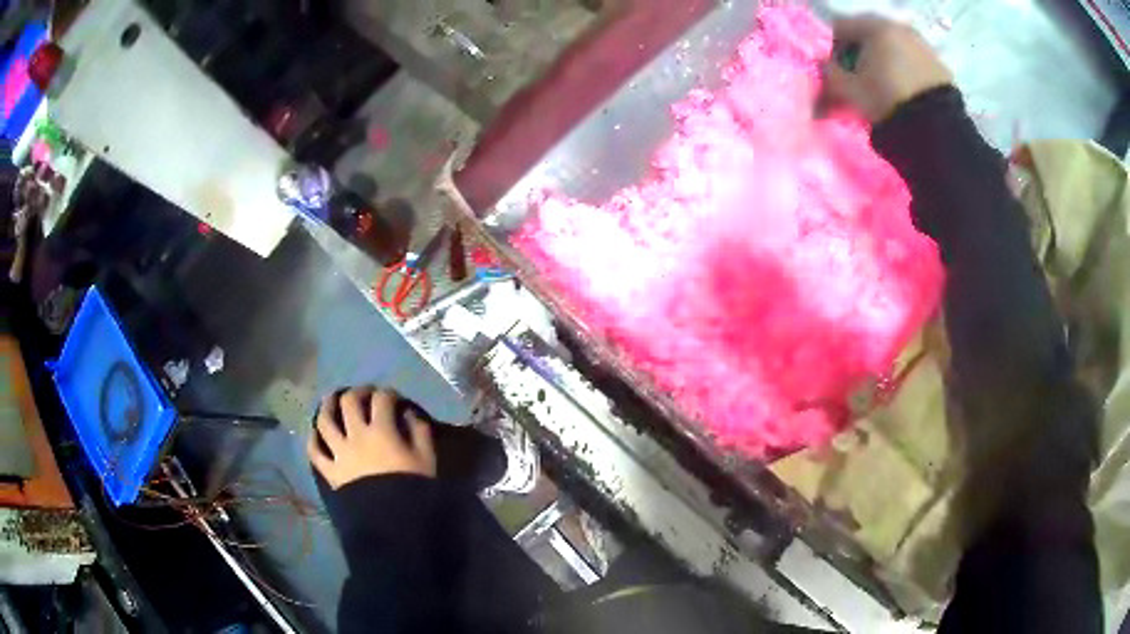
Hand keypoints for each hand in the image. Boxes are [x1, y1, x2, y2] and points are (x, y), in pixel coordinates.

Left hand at [308, 387, 436, 488]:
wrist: (393, 523)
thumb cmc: (413, 489)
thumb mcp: (427, 459)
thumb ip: (419, 432)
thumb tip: (408, 414)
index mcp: (382, 431)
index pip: (382, 400)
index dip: (388, 394)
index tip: (393, 397)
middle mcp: (356, 435)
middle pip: (350, 402)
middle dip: (358, 392)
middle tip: (365, 394)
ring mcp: (339, 452)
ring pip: (325, 421)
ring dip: (328, 406)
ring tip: (332, 401)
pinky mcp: (330, 470)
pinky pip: (315, 451)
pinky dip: (313, 439)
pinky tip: (316, 433)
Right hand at [822, 15, 952, 122]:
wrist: (938, 130)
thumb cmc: (888, 102)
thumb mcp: (850, 91)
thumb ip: (830, 73)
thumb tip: (823, 65)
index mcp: (873, 27)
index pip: (839, 27)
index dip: (831, 49)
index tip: (833, 71)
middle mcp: (898, 27)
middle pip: (868, 35)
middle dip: (859, 55)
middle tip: (857, 80)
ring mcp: (922, 45)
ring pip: (892, 48)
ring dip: (883, 62)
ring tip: (883, 89)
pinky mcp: (938, 65)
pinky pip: (912, 62)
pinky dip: (904, 72)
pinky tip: (903, 93)